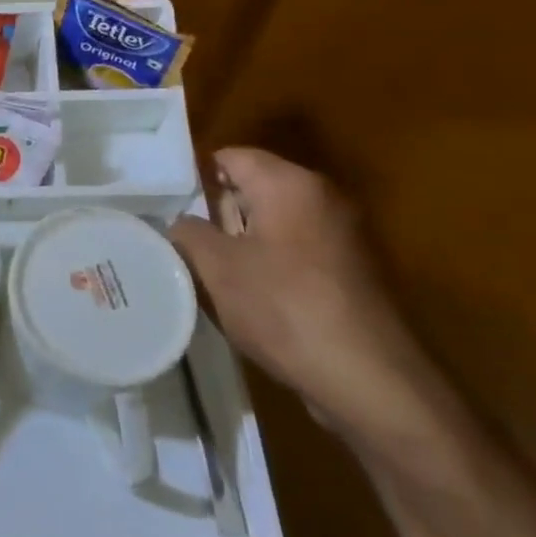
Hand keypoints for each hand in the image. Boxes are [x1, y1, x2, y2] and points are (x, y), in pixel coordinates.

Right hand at [171, 148, 458, 456]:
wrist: (369, 379)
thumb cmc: (283, 307)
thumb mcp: (216, 267)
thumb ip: (188, 232)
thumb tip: (182, 222)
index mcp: (289, 184)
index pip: (231, 156)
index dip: (195, 176)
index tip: (166, 204)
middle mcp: (321, 197)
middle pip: (253, 187)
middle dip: (216, 210)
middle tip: (181, 238)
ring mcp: (342, 234)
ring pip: (273, 220)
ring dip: (241, 239)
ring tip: (207, 268)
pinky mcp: (350, 270)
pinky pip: (295, 248)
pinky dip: (268, 261)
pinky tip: (248, 293)